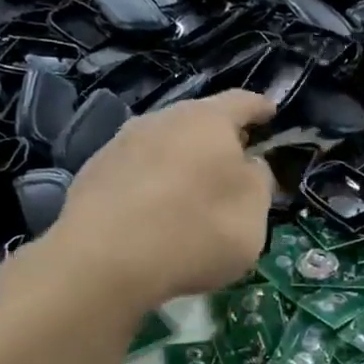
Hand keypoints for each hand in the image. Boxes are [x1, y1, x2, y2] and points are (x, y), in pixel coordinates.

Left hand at [6, 91, 275, 316]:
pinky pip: (136, 172)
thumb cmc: (196, 232)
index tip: (270, 113)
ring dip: (182, 162)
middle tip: (233, 164)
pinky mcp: (93, 173)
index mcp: (208, 121)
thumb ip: (259, 183)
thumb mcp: (253, 216)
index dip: (260, 108)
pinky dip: (152, 185)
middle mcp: (162, 119)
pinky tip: (154, 214)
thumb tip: (249, 165)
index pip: (242, 102)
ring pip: (164, 145)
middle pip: (198, 122)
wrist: (105, 260)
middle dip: (218, 140)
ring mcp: (121, 144)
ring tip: (191, 193)